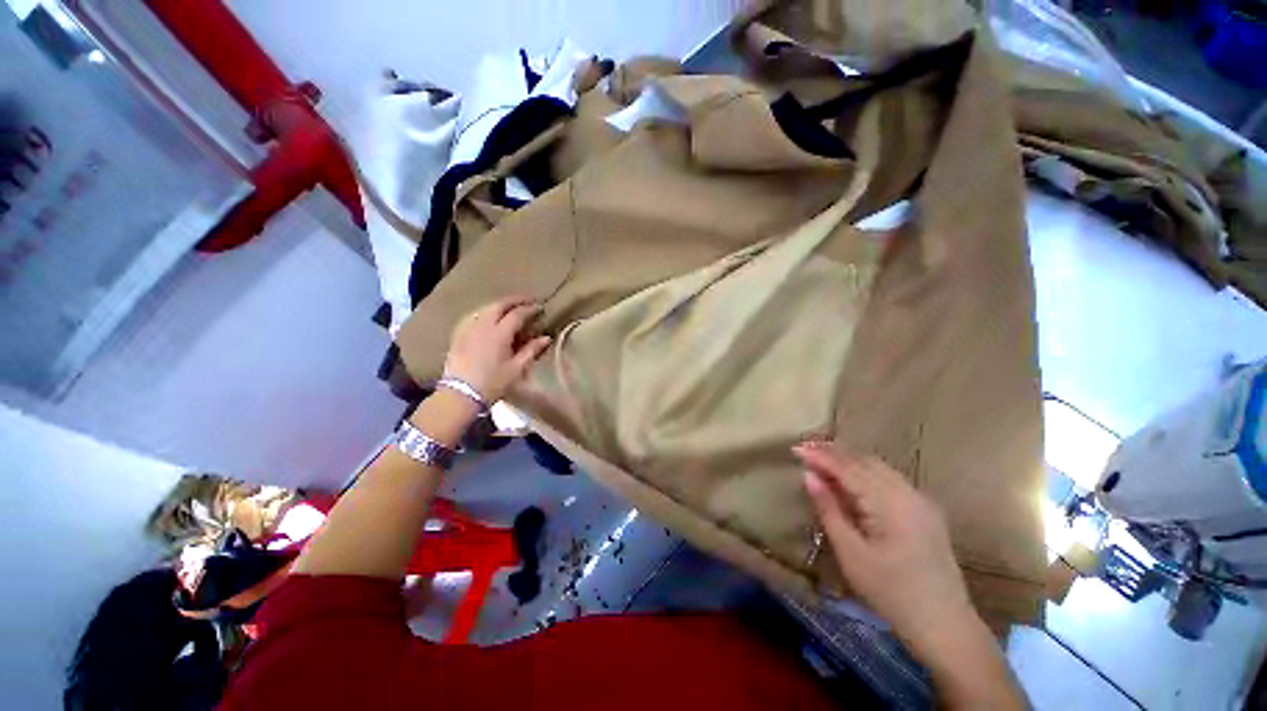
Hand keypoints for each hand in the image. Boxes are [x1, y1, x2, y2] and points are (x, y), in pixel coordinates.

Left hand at [444, 296, 551, 402]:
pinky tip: (487, 317)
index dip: (529, 309)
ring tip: (509, 307)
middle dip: (514, 300)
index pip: (517, 314)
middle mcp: (483, 325)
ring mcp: (468, 329)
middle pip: (499, 305)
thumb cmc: (492, 383)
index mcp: (499, 333)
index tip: (540, 308)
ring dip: (499, 304)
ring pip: (484, 308)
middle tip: (527, 300)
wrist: (460, 395)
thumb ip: (531, 350)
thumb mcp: (516, 368)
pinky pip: (473, 316)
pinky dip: (484, 312)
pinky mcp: (458, 335)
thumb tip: (546, 338)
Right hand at [795, 441, 973, 644]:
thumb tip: (808, 476)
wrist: (943, 623)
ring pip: (878, 466)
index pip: (848, 468)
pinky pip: (888, 478)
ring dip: (848, 459)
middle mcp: (908, 492)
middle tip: (804, 448)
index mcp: (890, 503)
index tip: (794, 449)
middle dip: (833, 452)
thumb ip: (829, 509)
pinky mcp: (924, 509)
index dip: (820, 456)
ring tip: (821, 457)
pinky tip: (850, 477)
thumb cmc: (890, 592)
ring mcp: (920, 499)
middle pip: (864, 461)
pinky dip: (864, 471)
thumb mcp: (851, 553)